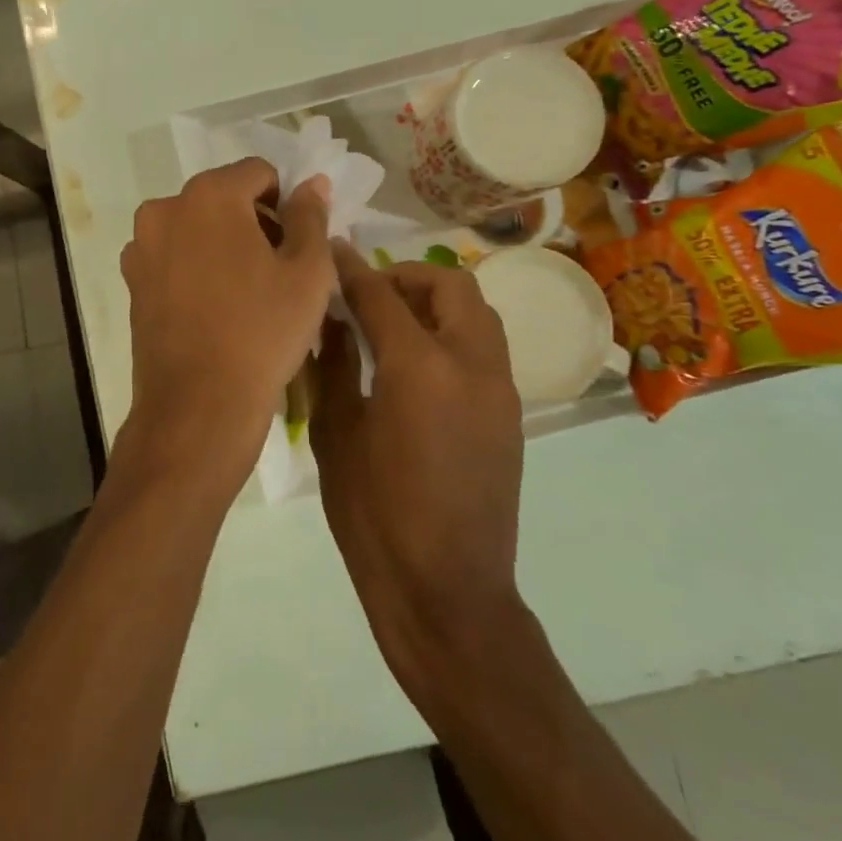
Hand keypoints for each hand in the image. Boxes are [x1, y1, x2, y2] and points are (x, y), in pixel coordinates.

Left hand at [119, 159, 333, 491]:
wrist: (198, 404)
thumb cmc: (262, 332)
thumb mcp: (307, 272)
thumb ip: (310, 216)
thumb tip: (312, 183)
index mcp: (209, 195)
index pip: (258, 173)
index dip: (286, 202)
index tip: (297, 243)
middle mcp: (165, 209)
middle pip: (223, 198)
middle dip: (254, 222)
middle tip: (278, 270)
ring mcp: (142, 247)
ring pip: (196, 228)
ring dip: (223, 245)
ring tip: (246, 293)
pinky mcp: (132, 282)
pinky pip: (174, 258)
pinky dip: (196, 268)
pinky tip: (215, 308)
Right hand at [312, 248, 526, 705]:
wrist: (446, 589)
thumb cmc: (375, 515)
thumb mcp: (337, 434)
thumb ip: (334, 366)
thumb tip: (330, 319)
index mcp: (420, 367)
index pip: (382, 294)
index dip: (353, 268)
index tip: (332, 250)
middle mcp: (471, 363)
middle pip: (450, 285)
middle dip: (407, 275)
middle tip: (369, 294)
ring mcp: (500, 388)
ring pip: (477, 312)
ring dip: (436, 301)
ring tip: (394, 324)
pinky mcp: (511, 413)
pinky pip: (485, 347)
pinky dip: (453, 333)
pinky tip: (418, 365)